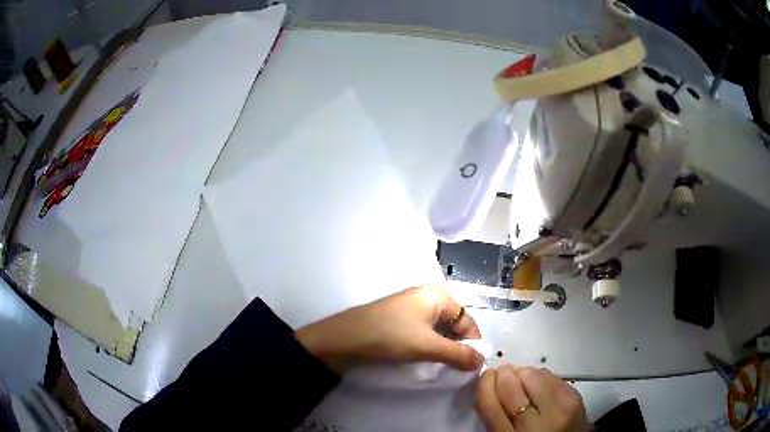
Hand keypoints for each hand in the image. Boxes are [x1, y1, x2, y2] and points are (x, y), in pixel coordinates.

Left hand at [295, 285, 483, 373]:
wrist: (344, 338)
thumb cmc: (390, 336)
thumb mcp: (428, 346)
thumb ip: (458, 354)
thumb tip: (482, 363)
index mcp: (438, 296)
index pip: (467, 320)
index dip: (472, 343)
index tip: (473, 366)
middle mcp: (427, 297)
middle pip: (453, 324)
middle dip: (458, 346)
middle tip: (458, 369)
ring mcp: (411, 308)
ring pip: (438, 330)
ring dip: (443, 348)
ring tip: (443, 367)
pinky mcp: (399, 320)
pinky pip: (423, 332)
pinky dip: (429, 346)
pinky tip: (426, 359)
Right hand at [475, 365, 588, 431]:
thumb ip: (496, 417)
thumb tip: (490, 383)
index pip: (490, 405)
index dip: (484, 384)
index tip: (485, 376)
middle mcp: (535, 425)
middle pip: (511, 387)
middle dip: (503, 374)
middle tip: (501, 372)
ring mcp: (558, 409)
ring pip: (532, 375)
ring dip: (522, 374)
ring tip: (522, 381)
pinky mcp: (574, 397)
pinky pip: (551, 375)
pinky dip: (540, 376)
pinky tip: (539, 385)